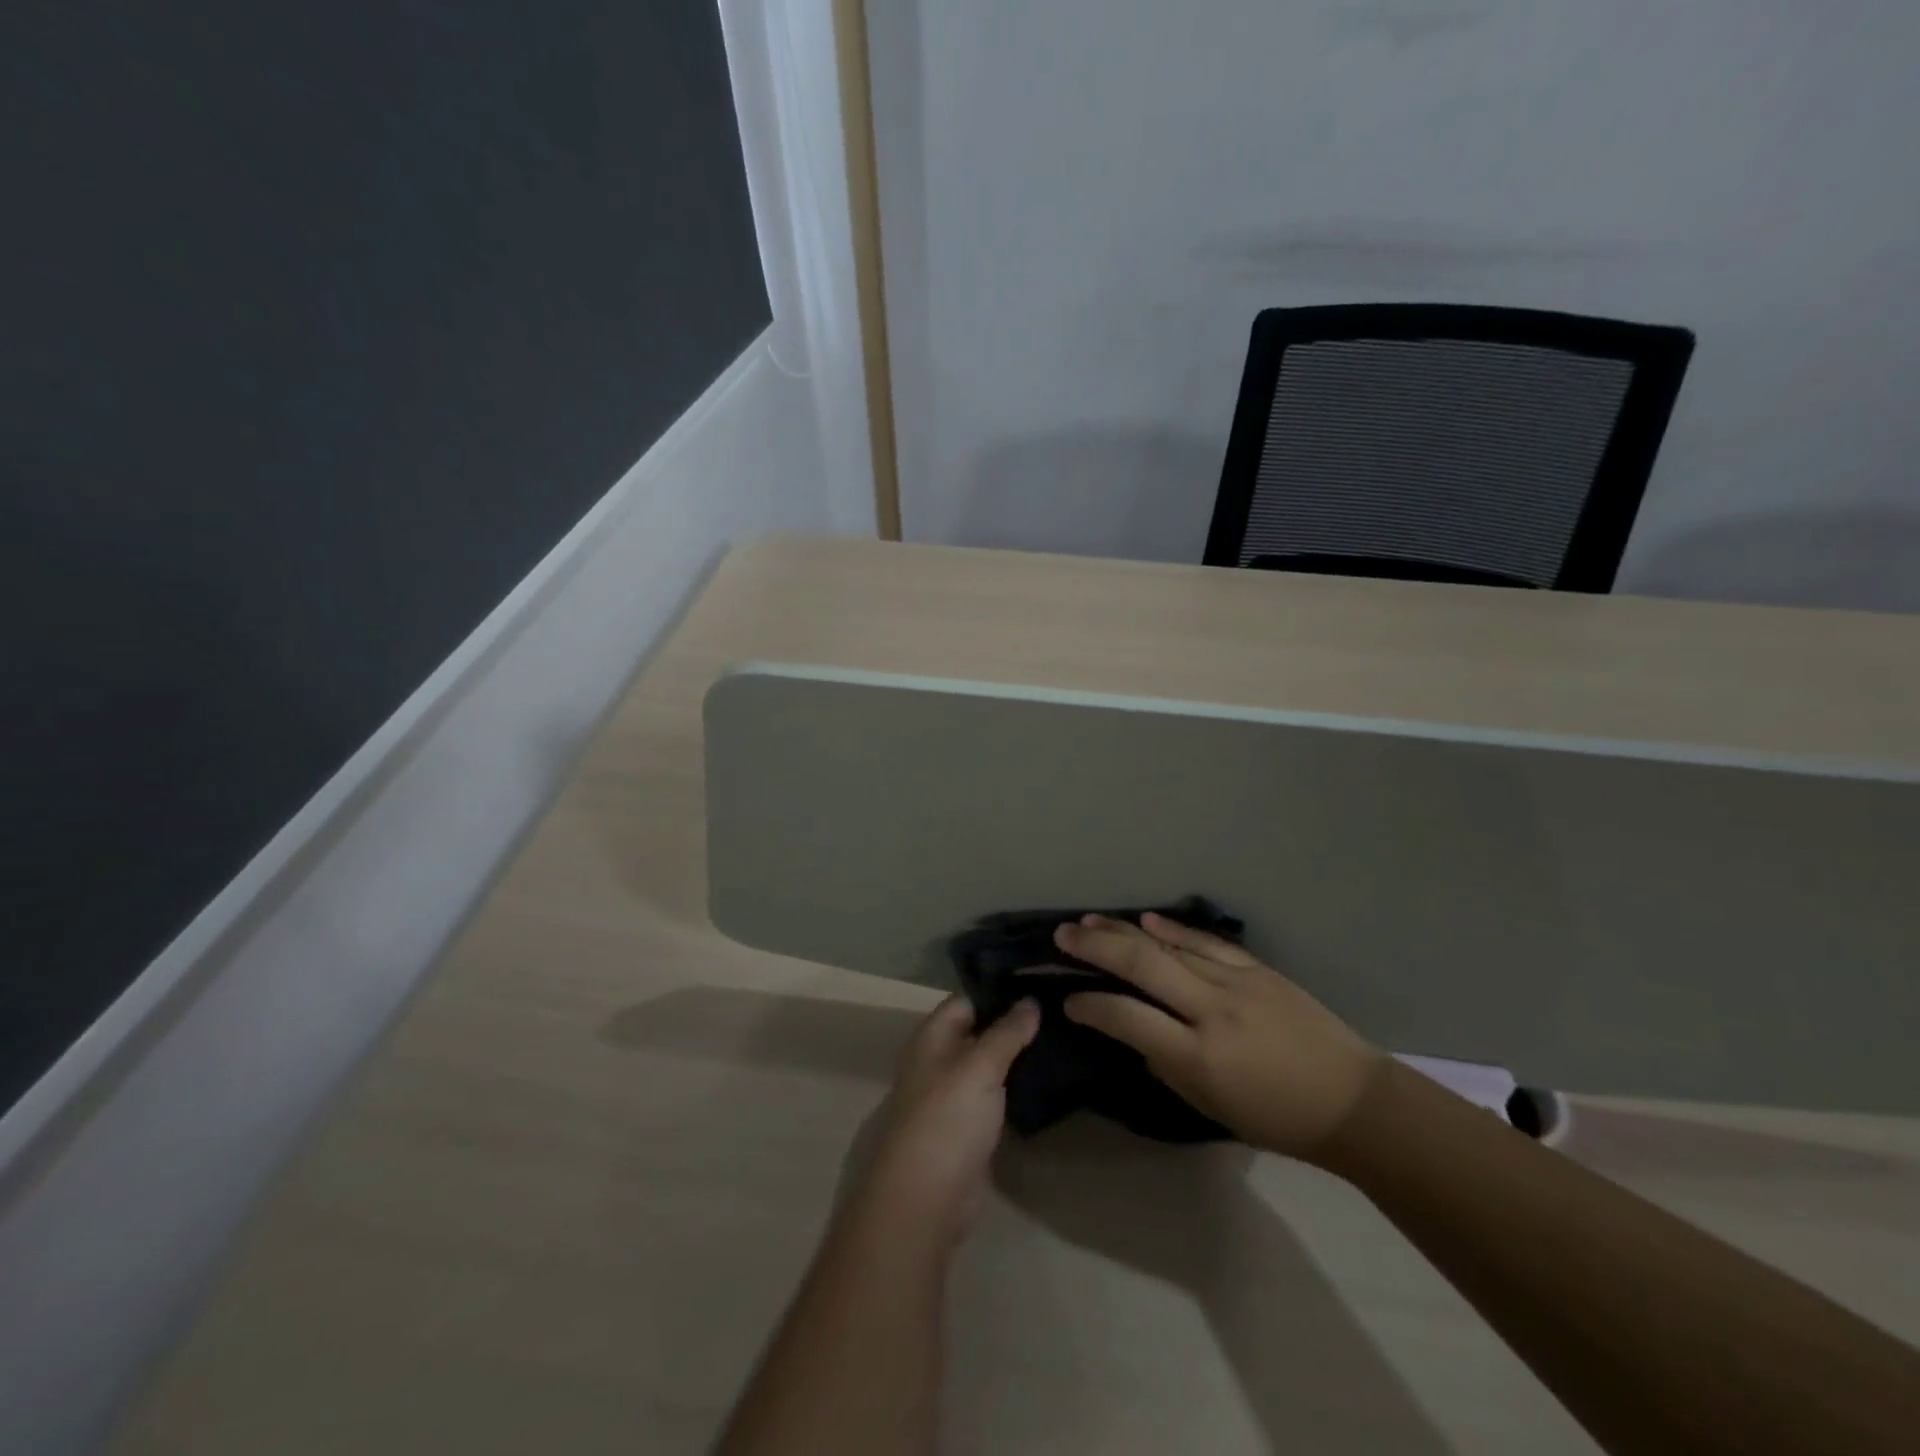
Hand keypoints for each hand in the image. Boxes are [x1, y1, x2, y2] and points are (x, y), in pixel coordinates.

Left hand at [847, 995, 1040, 1251]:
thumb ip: (1007, 1032)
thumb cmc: (948, 1119)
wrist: (927, 1198)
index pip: (967, 1000)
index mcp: (931, 1038)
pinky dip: (1017, 1088)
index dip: (1000, 992)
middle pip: (979, 1031)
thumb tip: (1031, 1000)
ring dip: (1018, 1056)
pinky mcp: (969, 1127)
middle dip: (1014, 1023)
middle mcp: (939, 1061)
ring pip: (989, 1065)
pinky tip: (1049, 1079)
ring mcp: (953, 1096)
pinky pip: (995, 1096)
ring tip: (1062, 1038)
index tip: (1040, 985)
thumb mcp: (980, 1066)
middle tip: (1060, 1011)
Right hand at [1055, 913, 1385, 1162]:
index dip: (1091, 1006)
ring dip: (1125, 931)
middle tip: (1062, 935)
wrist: (1353, 1101)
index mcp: (1199, 1056)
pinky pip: (1206, 943)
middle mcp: (1213, 1011)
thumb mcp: (1209, 1107)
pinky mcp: (1258, 969)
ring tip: (1089, 921)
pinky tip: (1147, 919)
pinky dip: (1173, 929)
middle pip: (1143, 965)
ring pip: (1169, 945)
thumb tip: (1134, 1031)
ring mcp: (1237, 983)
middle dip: (1096, 948)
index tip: (1069, 1000)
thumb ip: (1165, 1064)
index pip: (1128, 1018)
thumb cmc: (1276, 1118)